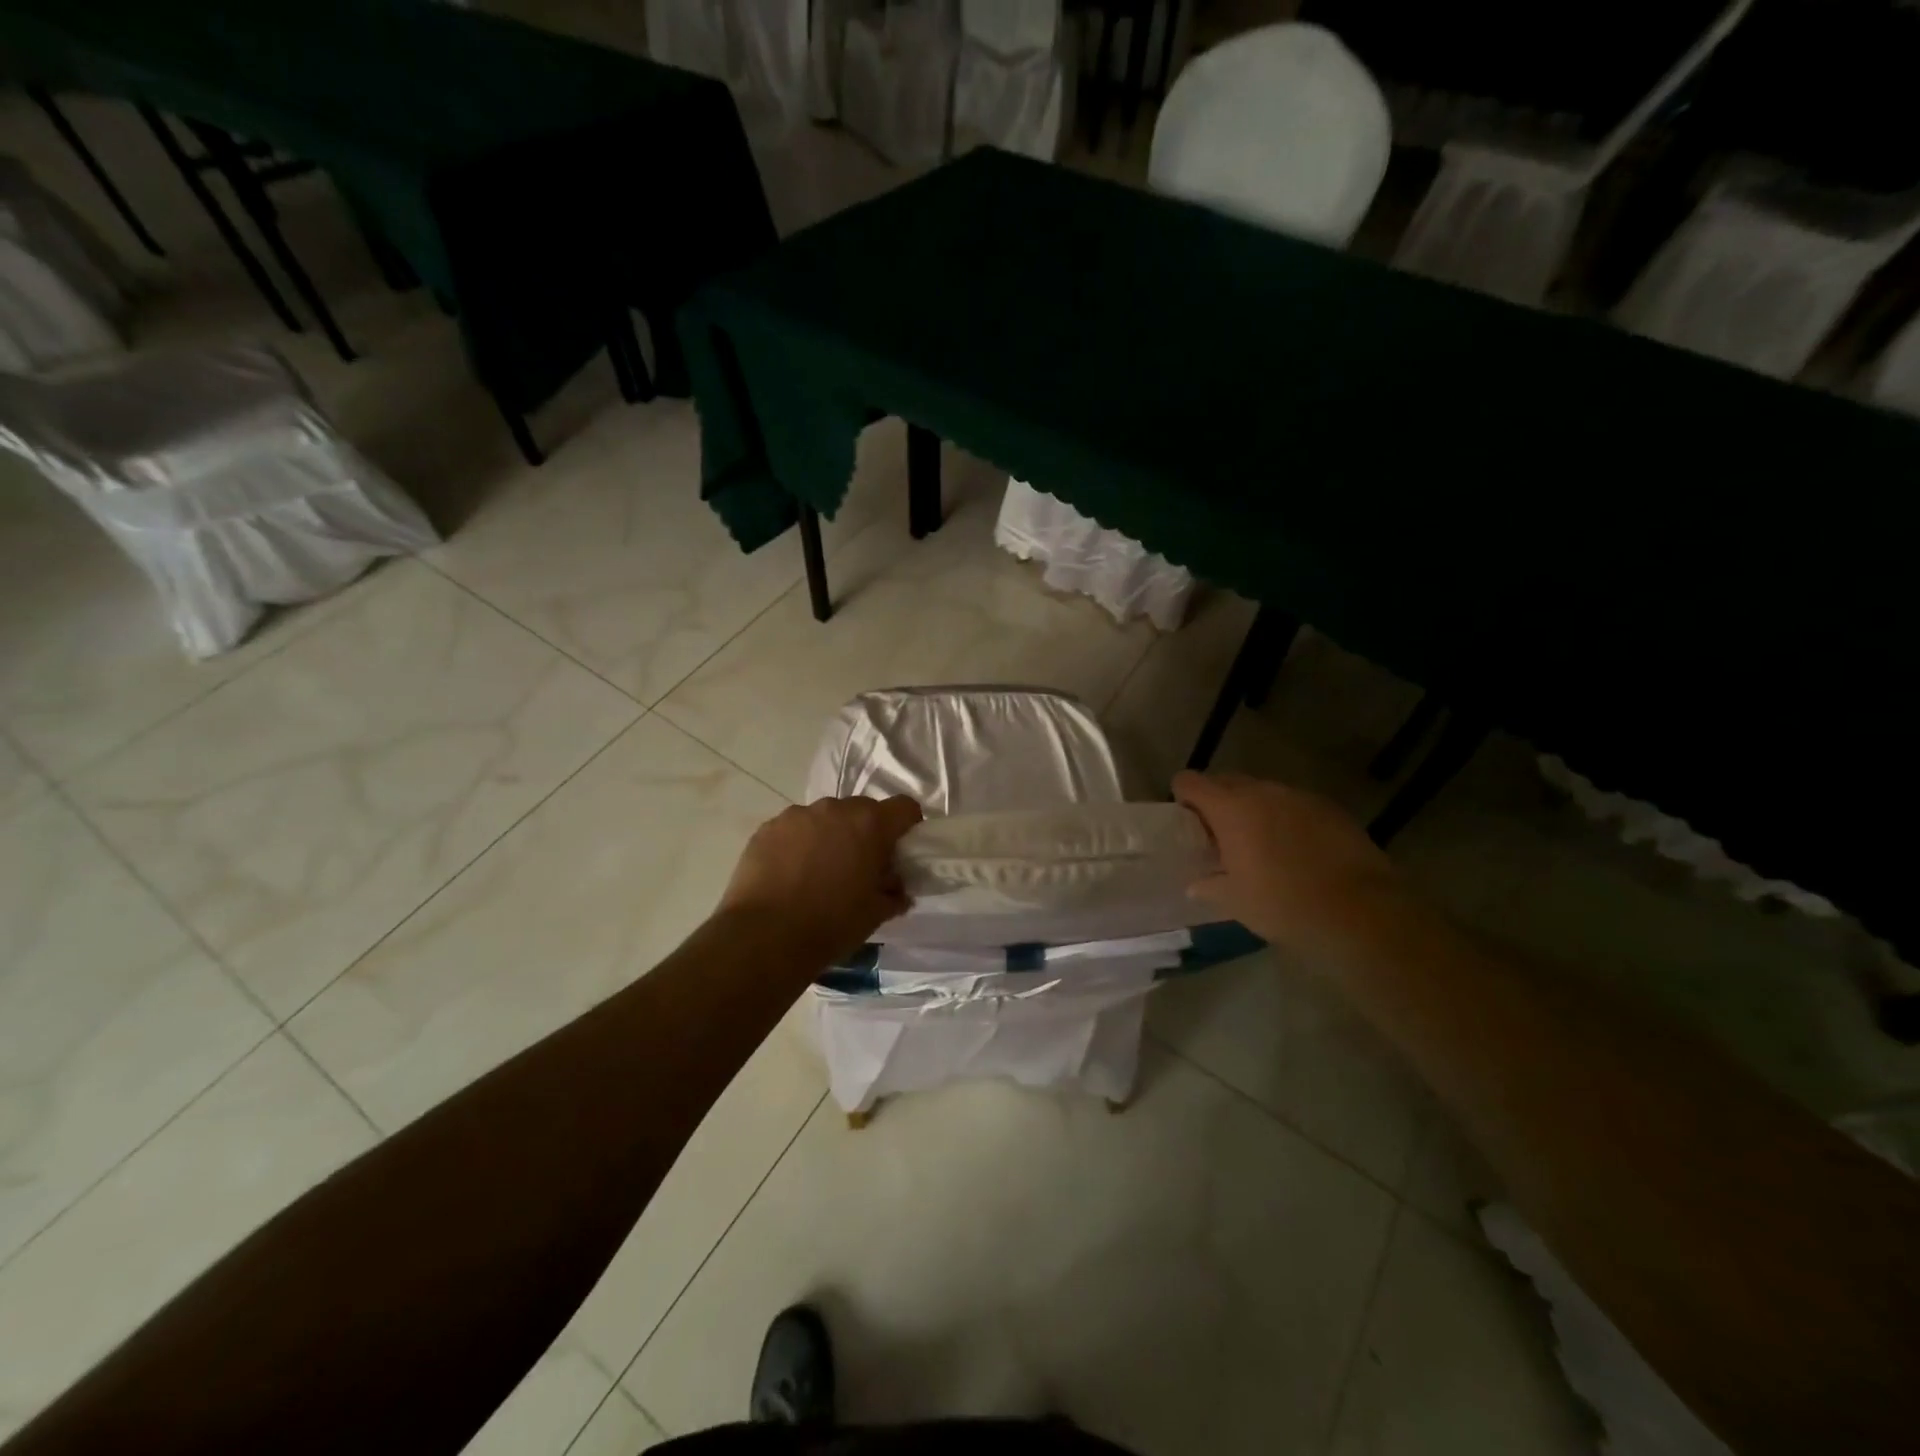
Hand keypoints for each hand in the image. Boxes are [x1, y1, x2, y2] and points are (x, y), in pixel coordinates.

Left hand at [716, 795, 923, 964]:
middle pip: (863, 810)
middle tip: (859, 866)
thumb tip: (896, 889)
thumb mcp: (876, 914)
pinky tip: (790, 875)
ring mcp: (797, 815)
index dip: (907, 827)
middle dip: (866, 832)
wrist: (764, 937)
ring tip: (819, 871)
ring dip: (830, 836)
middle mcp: (835, 809)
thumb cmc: (831, 924)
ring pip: (825, 818)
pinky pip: (794, 829)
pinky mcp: (767, 828)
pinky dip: (799, 844)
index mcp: (870, 824)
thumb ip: (893, 893)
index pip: (904, 808)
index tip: (899, 851)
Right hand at [1173, 770, 1402, 959]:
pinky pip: (1295, 805)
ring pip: (1264, 792)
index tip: (1188, 822)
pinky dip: (1287, 819)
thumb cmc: (1283, 904)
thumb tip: (1196, 885)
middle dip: (1218, 802)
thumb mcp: (1235, 902)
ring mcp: (1299, 797)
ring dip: (1255, 810)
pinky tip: (1297, 850)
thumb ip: (1209, 886)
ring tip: (1262, 844)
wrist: (1359, 911)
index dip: (1183, 796)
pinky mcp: (1330, 808)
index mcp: (1230, 809)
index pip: (1190, 781)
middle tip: (1221, 836)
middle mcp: (1262, 792)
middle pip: (1227, 781)